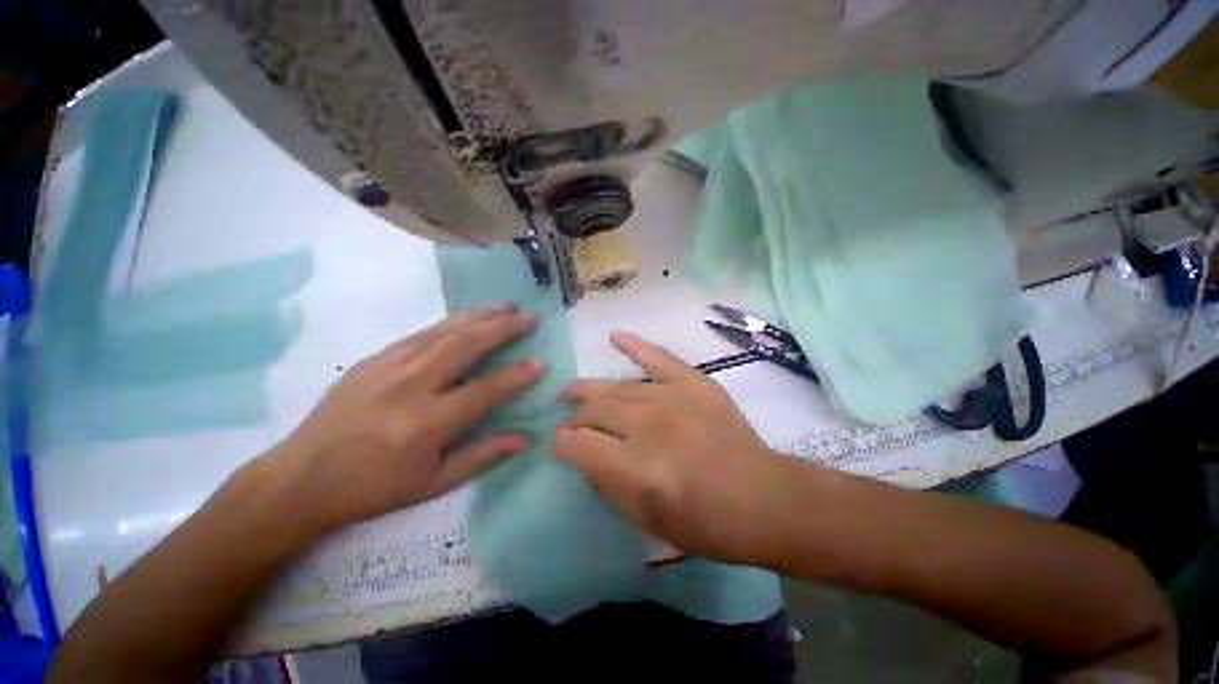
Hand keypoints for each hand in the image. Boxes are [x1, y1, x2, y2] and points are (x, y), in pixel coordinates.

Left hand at [263, 306, 543, 534]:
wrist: (299, 479)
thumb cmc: (373, 488)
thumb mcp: (433, 484)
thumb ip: (483, 456)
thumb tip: (526, 439)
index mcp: (426, 424)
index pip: (485, 391)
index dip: (516, 376)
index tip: (540, 364)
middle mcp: (410, 386)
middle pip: (465, 346)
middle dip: (503, 328)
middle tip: (529, 317)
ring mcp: (388, 367)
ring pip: (444, 332)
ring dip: (480, 316)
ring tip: (506, 306)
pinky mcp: (373, 358)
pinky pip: (422, 333)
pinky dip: (452, 321)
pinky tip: (468, 316)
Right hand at [553, 331, 793, 564]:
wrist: (763, 499)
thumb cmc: (705, 524)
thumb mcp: (645, 521)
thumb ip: (607, 485)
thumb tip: (584, 455)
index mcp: (636, 468)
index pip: (576, 443)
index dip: (560, 445)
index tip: (560, 448)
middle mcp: (650, 425)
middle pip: (594, 409)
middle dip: (574, 419)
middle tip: (572, 425)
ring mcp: (673, 398)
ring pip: (617, 386)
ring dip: (590, 390)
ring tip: (573, 392)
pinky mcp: (694, 383)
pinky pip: (657, 357)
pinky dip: (634, 345)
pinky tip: (614, 335)